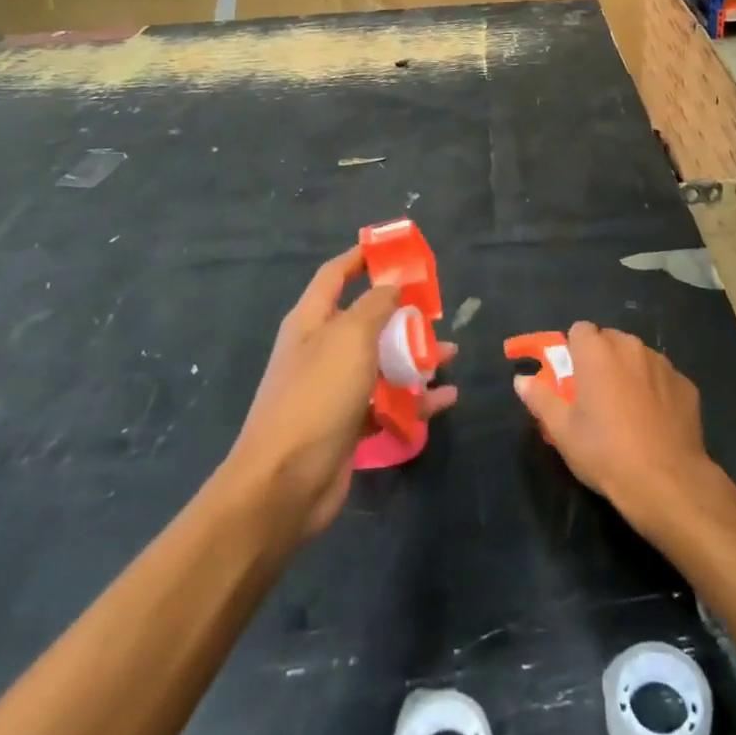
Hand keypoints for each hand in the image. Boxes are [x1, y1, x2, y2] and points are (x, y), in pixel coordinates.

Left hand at [227, 246, 457, 542]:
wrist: (284, 484)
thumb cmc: (317, 396)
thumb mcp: (350, 338)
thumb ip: (376, 306)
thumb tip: (392, 284)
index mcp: (312, 321)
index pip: (336, 274)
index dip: (363, 258)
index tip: (397, 250)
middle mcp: (322, 349)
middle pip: (367, 319)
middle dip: (403, 313)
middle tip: (438, 311)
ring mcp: (335, 389)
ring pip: (382, 361)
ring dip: (416, 357)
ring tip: (451, 355)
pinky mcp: (349, 423)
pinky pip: (388, 401)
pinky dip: (416, 399)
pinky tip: (446, 400)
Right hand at [512, 322, 711, 526]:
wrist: (666, 481)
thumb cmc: (605, 452)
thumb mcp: (562, 431)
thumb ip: (540, 398)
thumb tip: (522, 379)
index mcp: (597, 351)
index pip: (580, 330)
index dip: (574, 351)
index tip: (572, 378)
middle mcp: (631, 347)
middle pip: (610, 340)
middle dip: (602, 359)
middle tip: (596, 395)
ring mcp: (662, 364)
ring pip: (638, 357)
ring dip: (629, 371)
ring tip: (627, 409)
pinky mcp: (686, 383)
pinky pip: (662, 377)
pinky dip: (656, 389)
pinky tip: (654, 421)